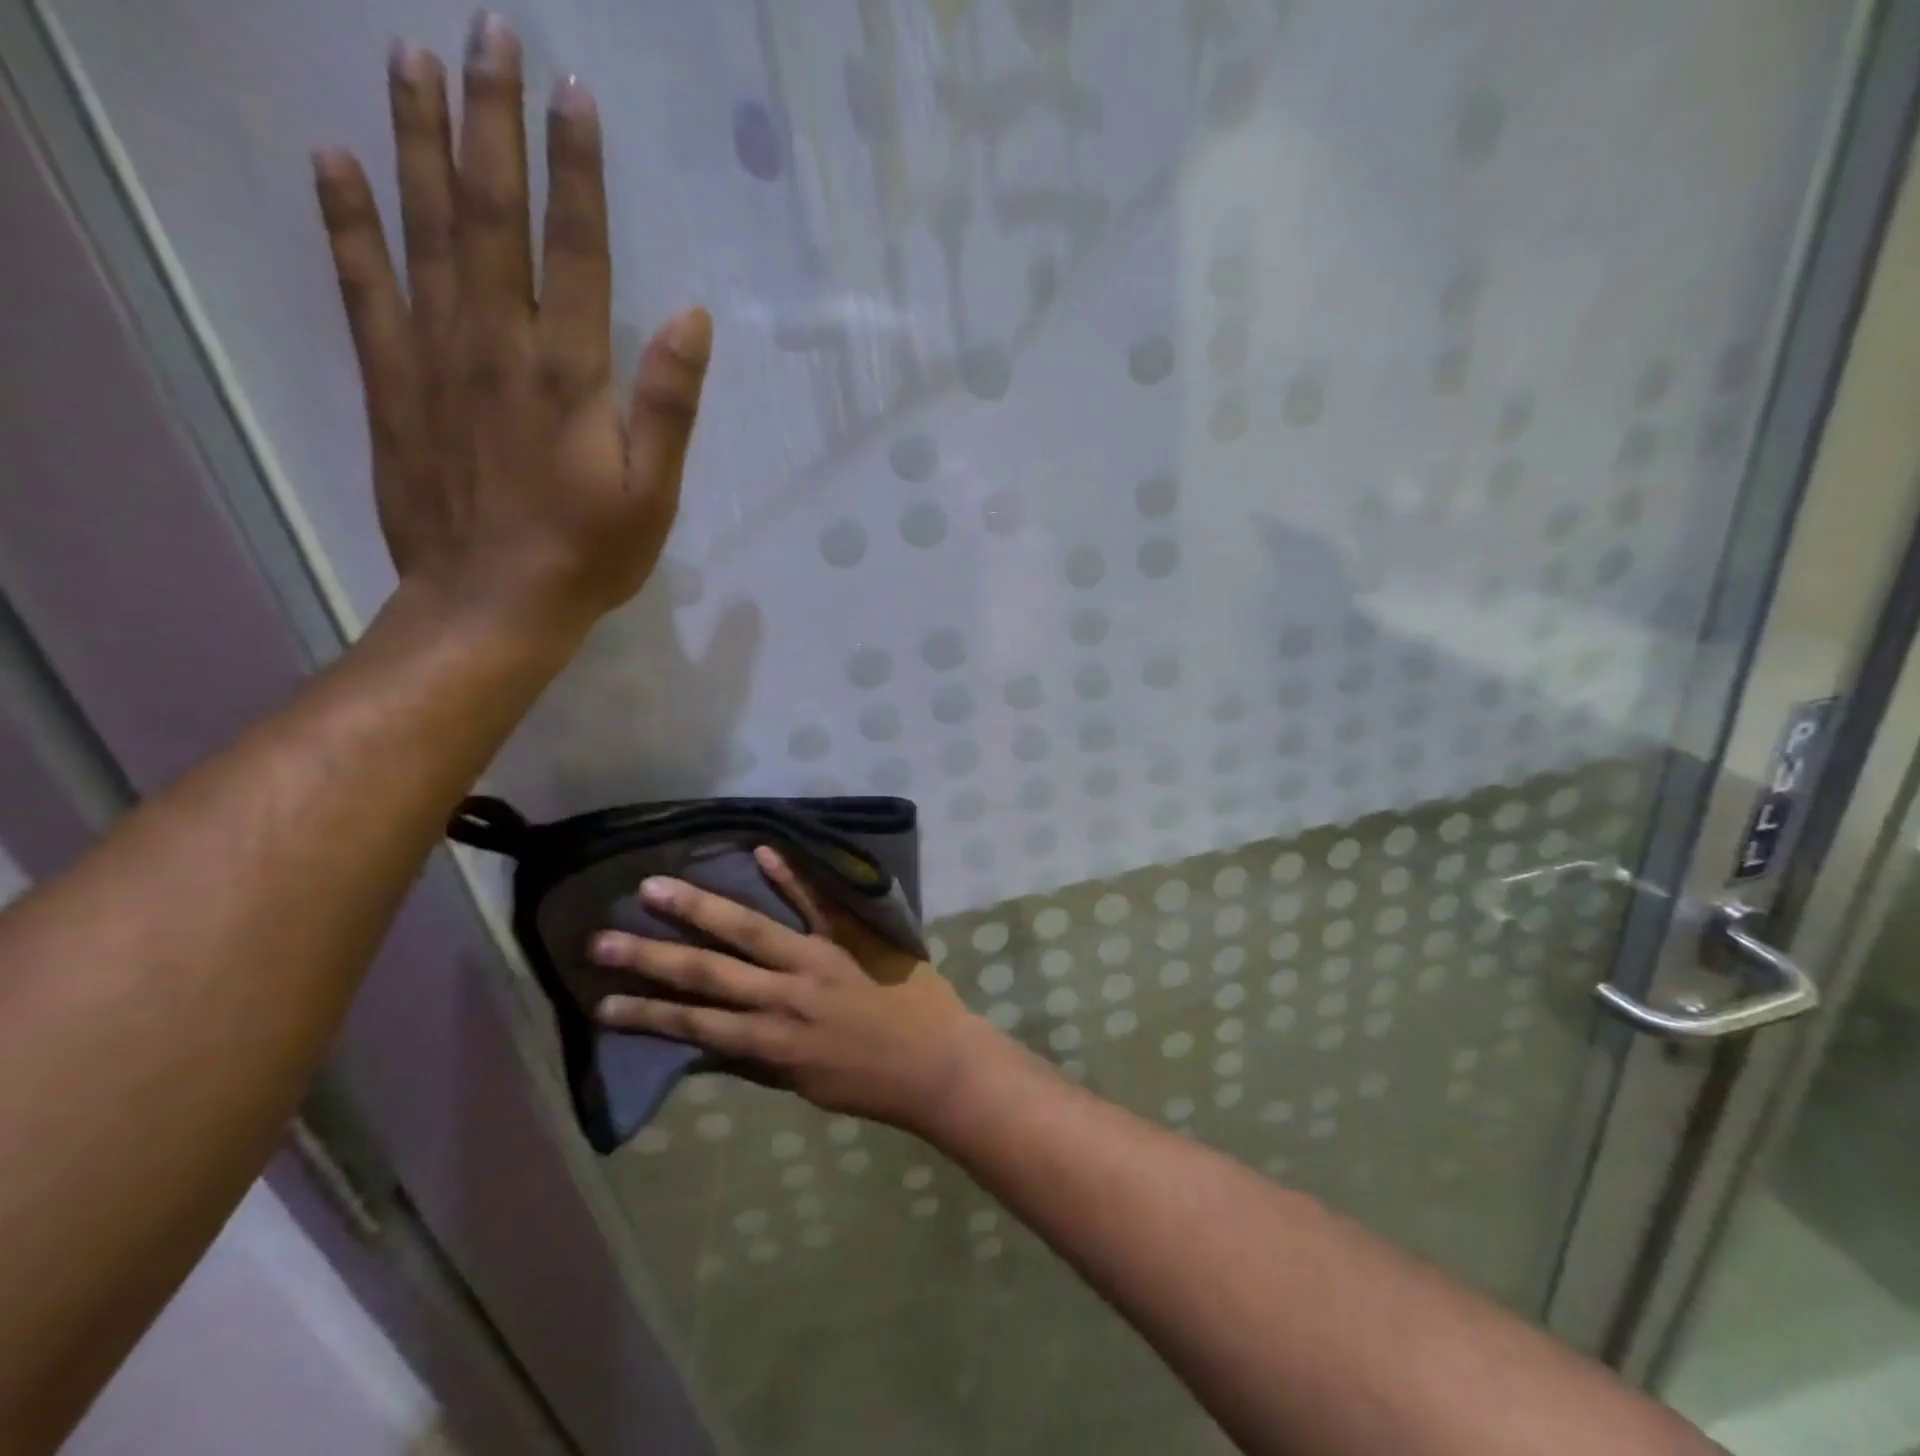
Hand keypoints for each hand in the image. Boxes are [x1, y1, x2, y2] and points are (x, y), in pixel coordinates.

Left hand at [312, 13, 710, 642]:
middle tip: (488, 32)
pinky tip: (333, 162)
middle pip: (492, 215)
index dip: (575, 169)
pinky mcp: (392, 385)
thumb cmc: (588, 554)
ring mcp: (434, 359)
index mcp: (567, 373)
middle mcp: (496, 344)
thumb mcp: (653, 493)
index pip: (574, 248)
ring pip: (424, 231)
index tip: (573, 92)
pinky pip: (363, 288)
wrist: (492, 605)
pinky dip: (346, 222)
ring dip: (419, 142)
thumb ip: (668, 404)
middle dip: (492, 121)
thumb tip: (692, 316)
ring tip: (410, 60)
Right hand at [590, 847, 999, 1133]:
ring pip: (748, 930)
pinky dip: (789, 877)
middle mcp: (783, 997)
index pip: (696, 1025)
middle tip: (601, 938)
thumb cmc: (871, 1083)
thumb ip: (761, 1058)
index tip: (602, 1002)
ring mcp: (817, 959)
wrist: (936, 1065)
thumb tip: (717, 1038)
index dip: (647, 1014)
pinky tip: (760, 851)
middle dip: (651, 956)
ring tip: (656, 887)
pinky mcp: (849, 936)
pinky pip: (816, 903)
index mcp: (772, 1042)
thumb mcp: (804, 1085)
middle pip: (707, 972)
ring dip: (699, 908)